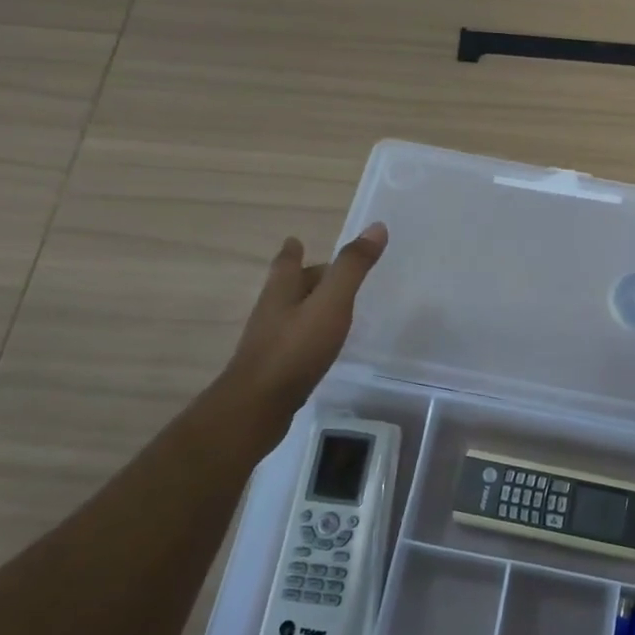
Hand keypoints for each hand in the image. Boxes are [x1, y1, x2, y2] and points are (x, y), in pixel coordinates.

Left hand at [216, 222, 388, 441]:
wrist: (257, 407)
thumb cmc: (295, 349)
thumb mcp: (330, 304)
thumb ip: (352, 268)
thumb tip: (377, 226)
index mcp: (281, 291)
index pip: (286, 262)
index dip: (292, 250)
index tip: (295, 240)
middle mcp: (271, 312)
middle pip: (287, 288)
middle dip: (304, 278)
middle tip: (327, 273)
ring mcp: (269, 342)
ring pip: (290, 315)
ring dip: (306, 307)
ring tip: (328, 307)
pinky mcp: (274, 369)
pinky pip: (294, 343)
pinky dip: (308, 336)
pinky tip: (320, 347)